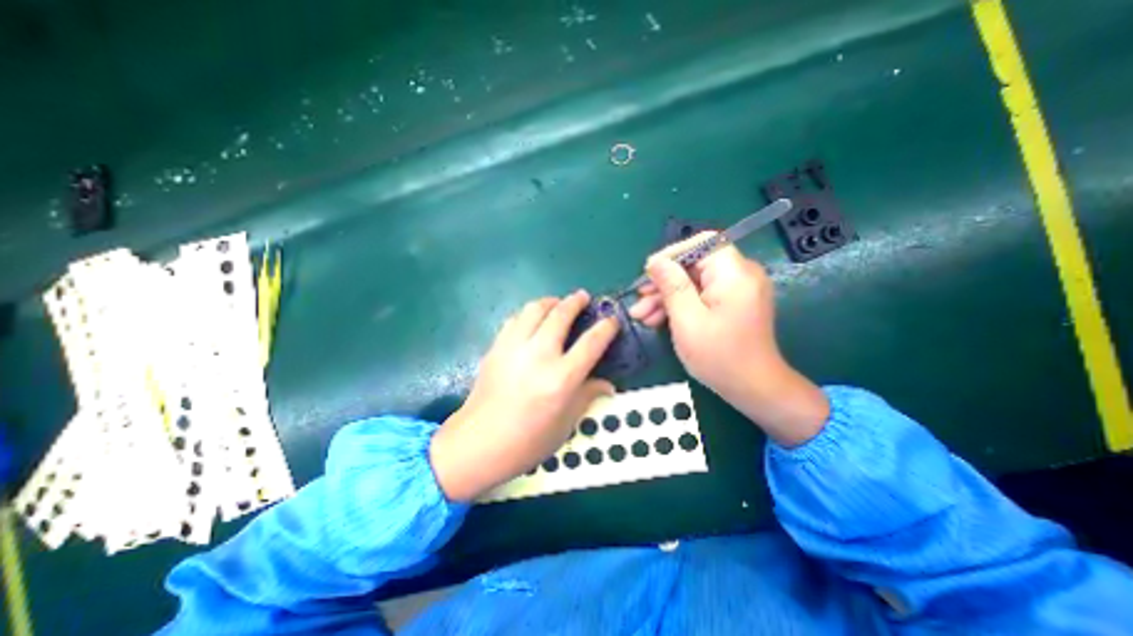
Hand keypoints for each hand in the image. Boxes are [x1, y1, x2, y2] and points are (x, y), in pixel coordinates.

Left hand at [431, 290, 619, 502]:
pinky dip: (528, 313)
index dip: (606, 327)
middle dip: (575, 301)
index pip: (591, 343)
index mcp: (561, 378)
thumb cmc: (527, 441)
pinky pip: (515, 319)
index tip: (612, 320)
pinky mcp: (496, 348)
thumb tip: (606, 384)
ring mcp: (514, 348)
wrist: (478, 443)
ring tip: (558, 304)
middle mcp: (538, 356)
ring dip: (550, 301)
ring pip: (534, 309)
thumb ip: (587, 396)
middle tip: (583, 297)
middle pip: (560, 315)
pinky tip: (532, 320)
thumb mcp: (565, 424)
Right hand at [623, 235, 830, 445]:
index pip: (702, 243)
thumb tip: (655, 261)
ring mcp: (737, 290)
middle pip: (695, 264)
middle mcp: (740, 275)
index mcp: (734, 274)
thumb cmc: (719, 356)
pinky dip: (681, 305)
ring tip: (642, 315)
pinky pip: (702, 295)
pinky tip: (658, 319)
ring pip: (694, 281)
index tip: (649, 272)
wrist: (754, 389)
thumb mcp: (687, 320)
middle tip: (639, 299)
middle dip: (664, 281)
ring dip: (667, 296)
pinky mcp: (732, 303)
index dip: (672, 254)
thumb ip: (672, 286)